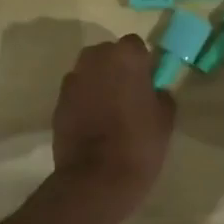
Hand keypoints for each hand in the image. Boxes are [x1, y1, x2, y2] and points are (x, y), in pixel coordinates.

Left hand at [51, 35, 174, 209]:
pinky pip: (76, 93)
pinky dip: (83, 101)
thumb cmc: (139, 143)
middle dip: (116, 68)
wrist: (96, 178)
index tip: (147, 82)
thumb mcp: (165, 119)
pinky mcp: (58, 102)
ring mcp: (72, 80)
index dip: (142, 63)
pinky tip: (93, 123)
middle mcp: (95, 59)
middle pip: (108, 54)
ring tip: (109, 110)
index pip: (135, 46)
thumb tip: (155, 91)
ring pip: (89, 72)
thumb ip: (161, 95)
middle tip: (128, 94)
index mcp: (125, 56)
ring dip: (98, 83)